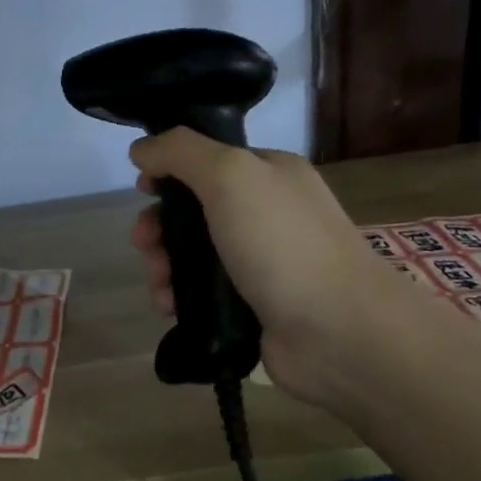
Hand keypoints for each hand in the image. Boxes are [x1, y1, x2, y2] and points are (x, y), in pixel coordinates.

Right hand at [128, 128, 402, 408]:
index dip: (169, 171)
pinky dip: (179, 296)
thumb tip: (141, 148)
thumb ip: (180, 152)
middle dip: (160, 226)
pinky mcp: (252, 305)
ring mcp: (260, 262)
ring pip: (193, 254)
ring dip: (163, 265)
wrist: (338, 332)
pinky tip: (169, 307)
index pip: (207, 160)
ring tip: (159, 285)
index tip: (144, 190)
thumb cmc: (283, 244)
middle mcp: (266, 213)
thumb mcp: (230, 176)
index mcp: (269, 174)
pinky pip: (202, 292)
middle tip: (144, 244)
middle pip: (193, 210)